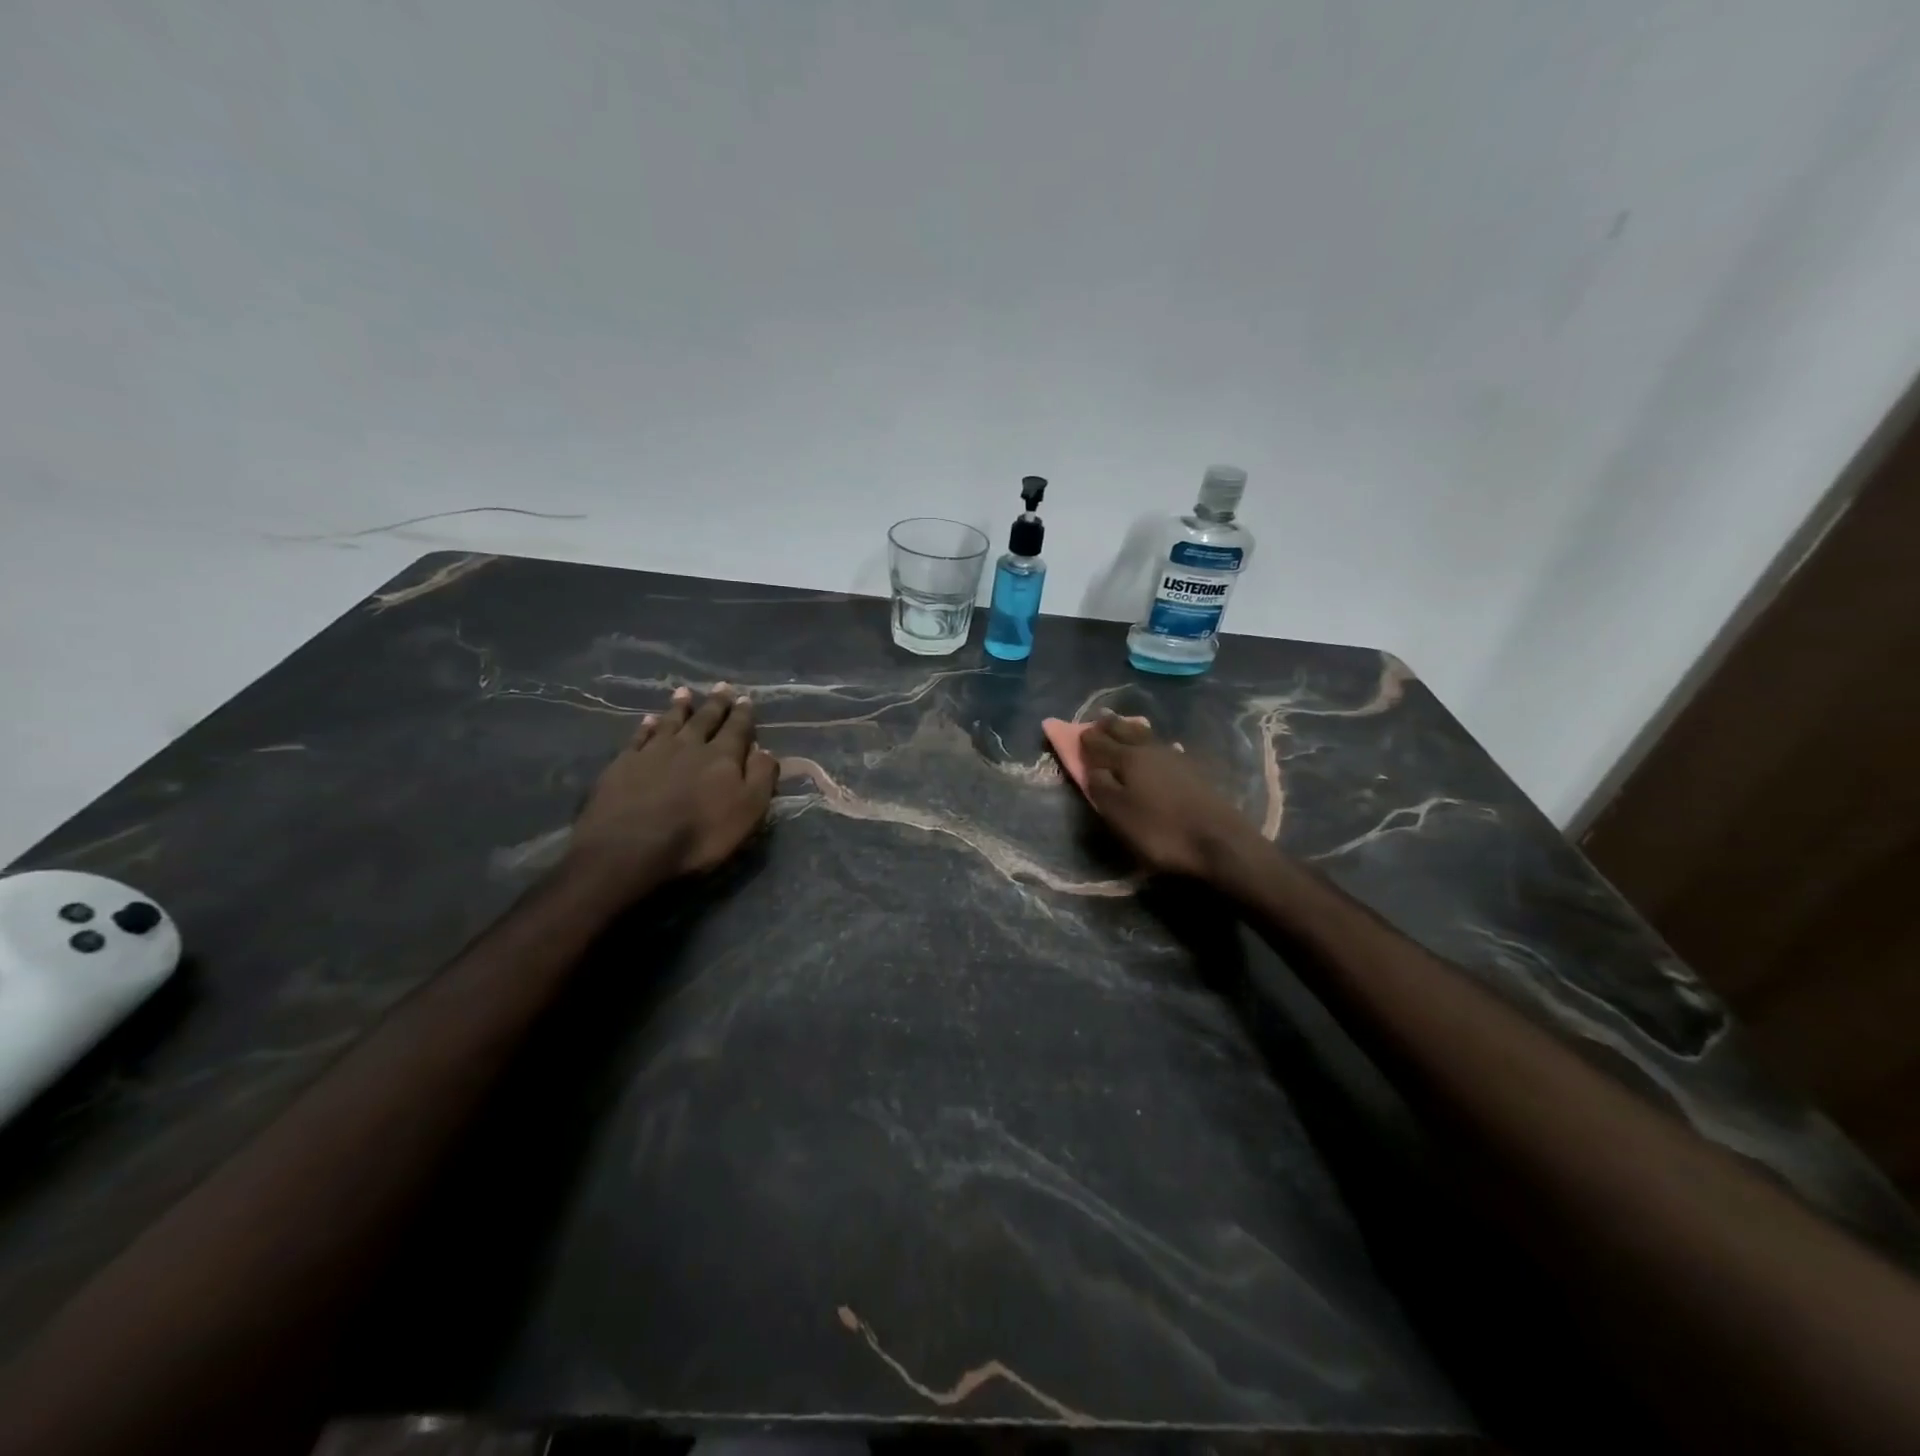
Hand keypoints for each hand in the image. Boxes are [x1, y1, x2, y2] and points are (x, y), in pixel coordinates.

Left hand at [568, 685, 778, 897]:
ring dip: (680, 707)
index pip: (738, 729)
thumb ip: (760, 777)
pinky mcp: (624, 764)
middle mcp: (690, 746)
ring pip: (671, 722)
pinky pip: (639, 737)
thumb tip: (765, 749)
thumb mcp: (747, 810)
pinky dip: (646, 726)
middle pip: (705, 719)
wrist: (631, 847)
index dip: (743, 714)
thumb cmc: (699, 835)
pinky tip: (648, 720)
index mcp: (723, 757)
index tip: (746, 698)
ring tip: (684, 692)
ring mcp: (653, 752)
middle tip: (722, 686)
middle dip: (716, 703)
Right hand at [1079, 714, 1266, 881]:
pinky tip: (1154, 748)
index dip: (1085, 739)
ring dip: (1130, 730)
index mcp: (1128, 757)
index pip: (1099, 742)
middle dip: (1108, 726)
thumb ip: (1100, 786)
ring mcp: (1175, 757)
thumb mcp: (1118, 814)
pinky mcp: (1192, 770)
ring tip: (1122, 728)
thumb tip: (1092, 766)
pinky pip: (1163, 747)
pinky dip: (1150, 743)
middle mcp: (1150, 749)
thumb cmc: (1160, 830)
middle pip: (1125, 730)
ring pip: (1146, 735)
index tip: (1074, 735)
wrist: (1219, 841)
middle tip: (1097, 724)